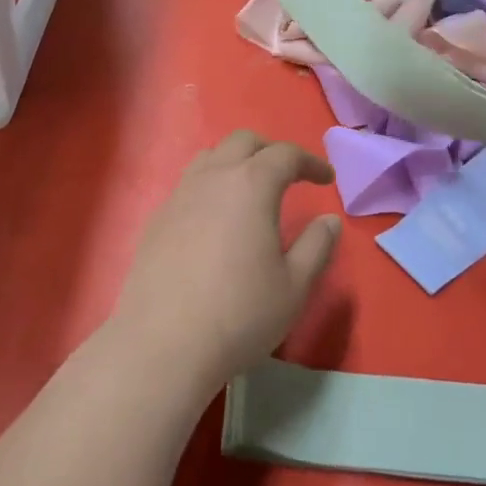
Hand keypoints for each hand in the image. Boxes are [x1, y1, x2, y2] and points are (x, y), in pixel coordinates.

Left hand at [110, 132, 340, 396]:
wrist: (163, 343)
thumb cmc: (240, 313)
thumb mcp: (295, 286)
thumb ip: (317, 246)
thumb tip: (329, 220)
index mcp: (251, 185)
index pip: (285, 154)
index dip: (310, 162)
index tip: (326, 180)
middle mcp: (212, 178)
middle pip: (243, 142)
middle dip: (271, 151)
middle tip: (290, 176)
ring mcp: (178, 196)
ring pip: (210, 157)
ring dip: (236, 162)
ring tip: (251, 190)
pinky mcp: (156, 219)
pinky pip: (188, 184)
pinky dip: (210, 186)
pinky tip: (215, 220)